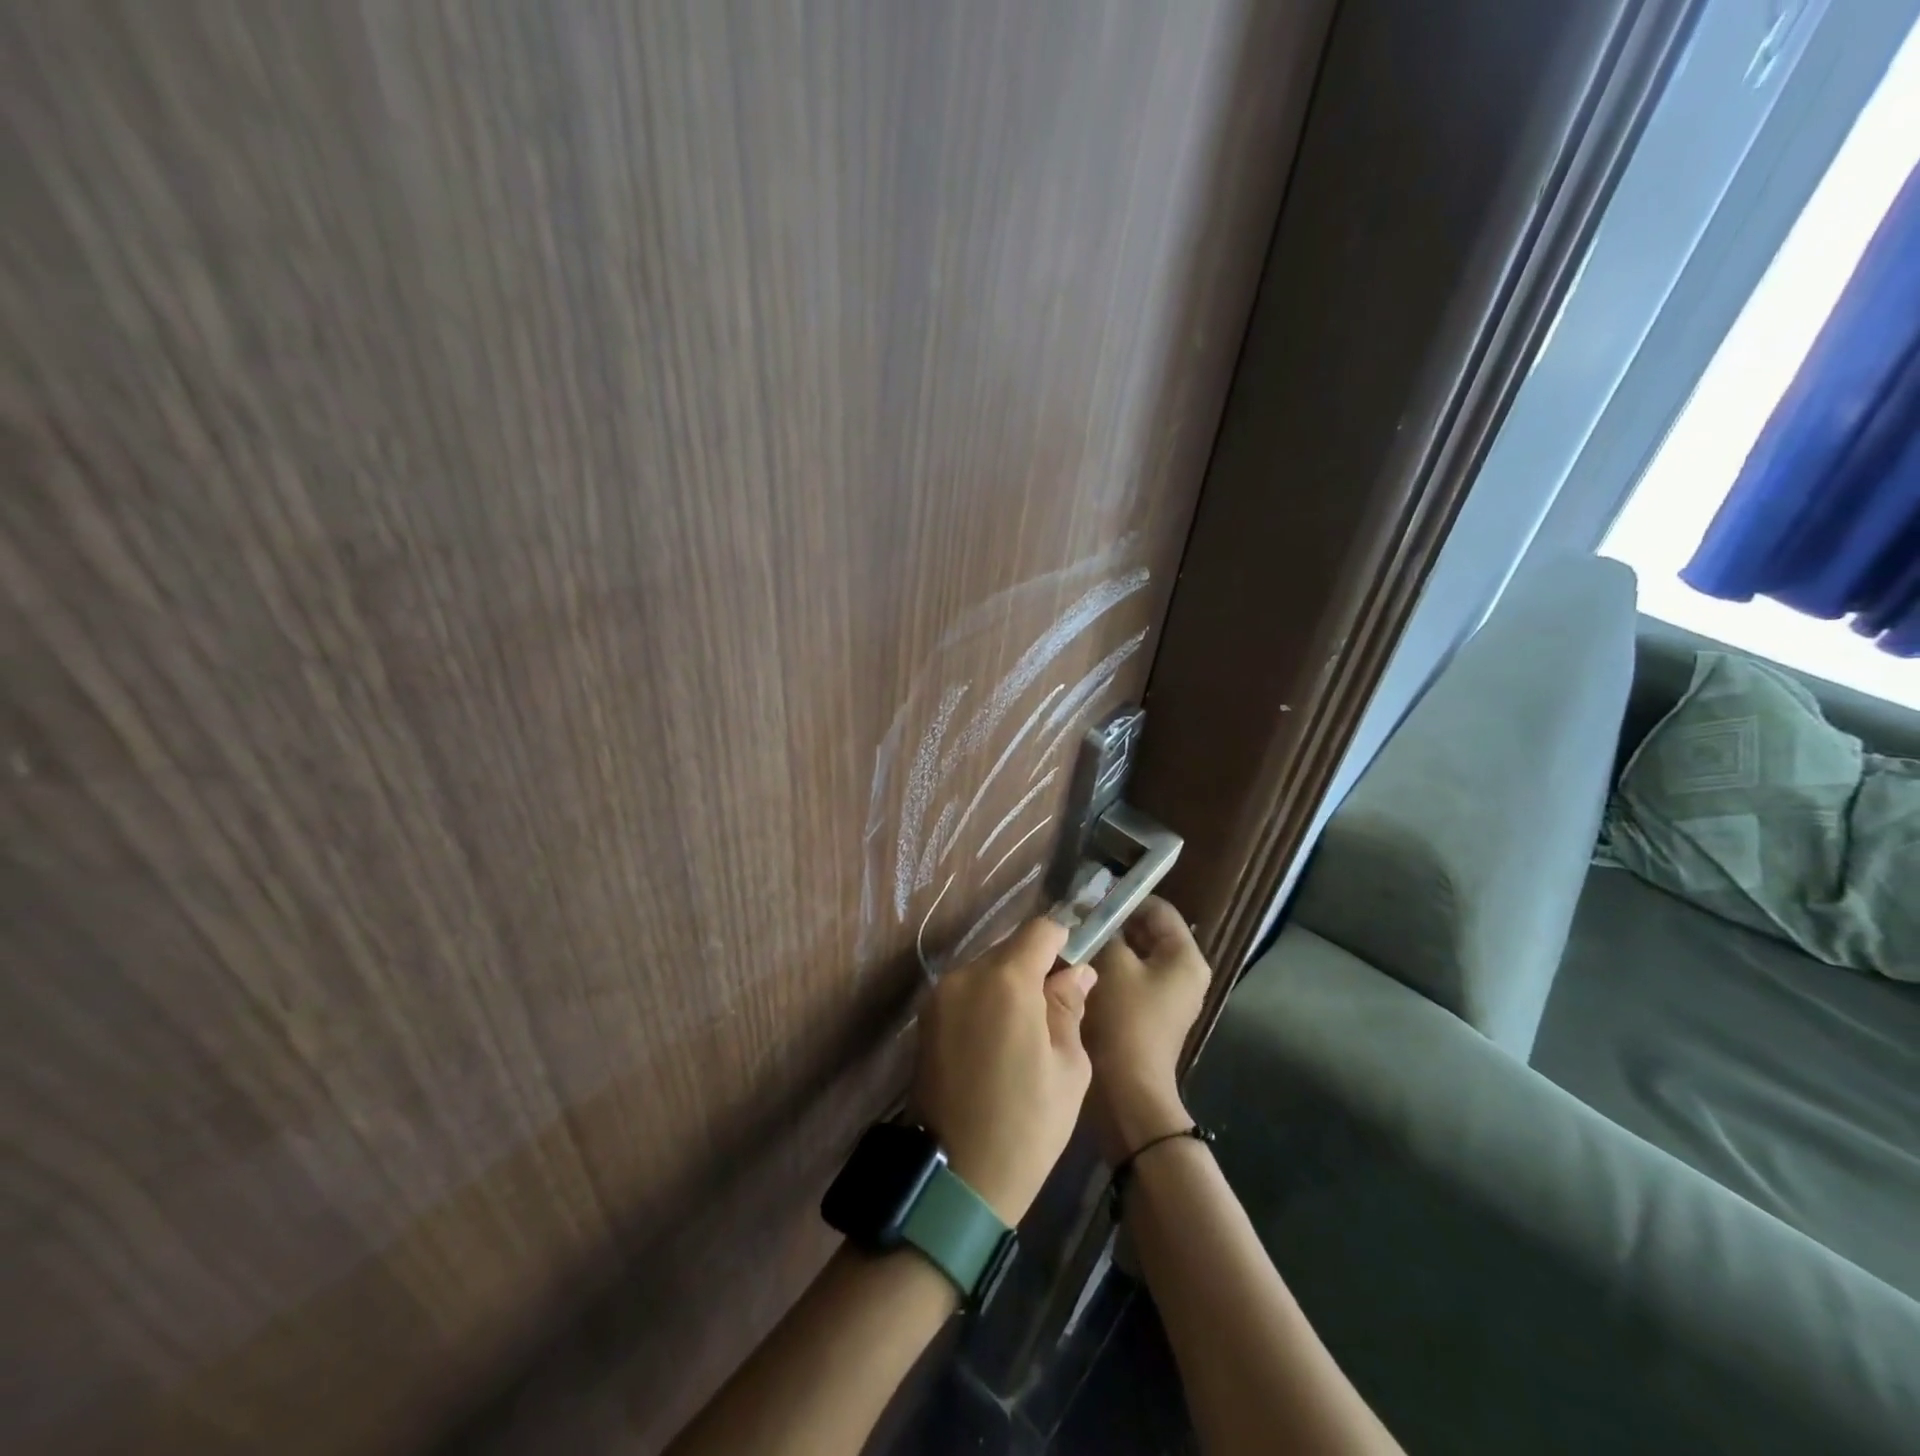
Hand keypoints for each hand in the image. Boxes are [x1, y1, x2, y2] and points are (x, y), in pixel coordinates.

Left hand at [912, 917, 1094, 1225]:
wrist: (958, 1178)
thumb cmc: (1027, 1124)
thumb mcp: (1069, 1067)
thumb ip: (1070, 1006)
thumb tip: (1077, 971)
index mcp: (1005, 980)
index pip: (1039, 930)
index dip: (1063, 940)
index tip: (1076, 964)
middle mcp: (965, 975)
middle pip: (1009, 948)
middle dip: (1035, 965)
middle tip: (1056, 1006)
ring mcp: (940, 995)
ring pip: (985, 969)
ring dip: (1008, 984)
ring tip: (1027, 1029)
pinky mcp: (925, 1018)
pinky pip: (965, 991)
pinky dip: (985, 1000)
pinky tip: (998, 1039)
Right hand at [1083, 896, 1212, 1164]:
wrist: (1128, 1090)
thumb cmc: (1125, 1020)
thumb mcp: (1111, 964)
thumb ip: (1103, 929)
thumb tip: (1089, 908)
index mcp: (1185, 957)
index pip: (1156, 908)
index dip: (1123, 899)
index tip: (1088, 900)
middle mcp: (1184, 972)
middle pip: (1146, 930)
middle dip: (1112, 923)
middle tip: (1076, 920)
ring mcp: (1169, 995)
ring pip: (1135, 954)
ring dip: (1107, 946)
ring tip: (1074, 942)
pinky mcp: (1151, 1013)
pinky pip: (1130, 977)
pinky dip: (1109, 970)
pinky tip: (1080, 970)